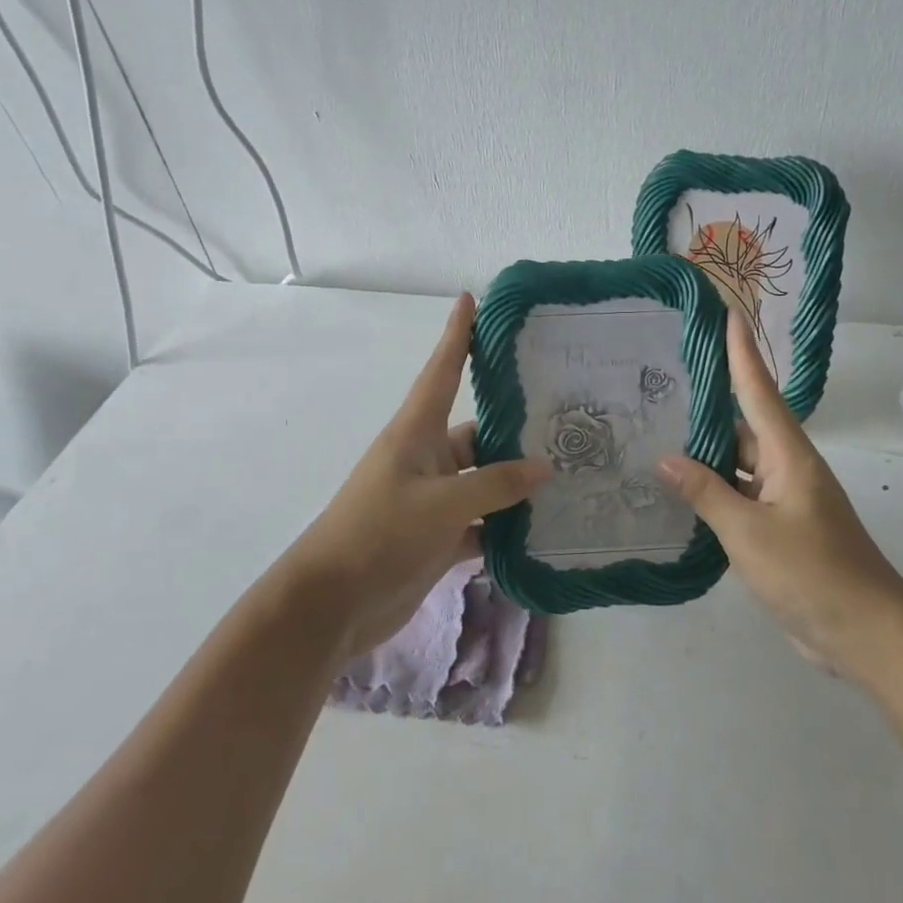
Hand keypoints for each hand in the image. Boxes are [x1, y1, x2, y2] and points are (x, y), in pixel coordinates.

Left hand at [280, 294, 549, 657]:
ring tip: (570, 474)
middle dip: (517, 427)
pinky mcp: (438, 537)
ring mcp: (432, 500)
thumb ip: (495, 484)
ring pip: (485, 481)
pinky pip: (482, 523)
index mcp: (416, 433)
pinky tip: (545, 529)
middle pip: (479, 432)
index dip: (457, 334)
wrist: (332, 605)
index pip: (442, 370)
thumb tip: (544, 467)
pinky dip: (507, 527)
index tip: (471, 298)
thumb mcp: (441, 504)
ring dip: (517, 484)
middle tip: (570, 419)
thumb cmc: (379, 534)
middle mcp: (427, 459)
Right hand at [658, 313, 902, 680]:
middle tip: (660, 384)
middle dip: (707, 406)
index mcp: (789, 455)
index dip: (742, 352)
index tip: (728, 313)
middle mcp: (787, 468)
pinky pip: (740, 497)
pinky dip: (713, 491)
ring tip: (657, 434)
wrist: (866, 634)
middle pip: (743, 426)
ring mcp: (784, 500)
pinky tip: (681, 492)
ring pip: (738, 465)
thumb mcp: (749, 532)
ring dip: (705, 454)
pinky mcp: (779, 529)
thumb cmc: (811, 573)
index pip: (759, 390)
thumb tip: (666, 458)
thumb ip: (706, 493)